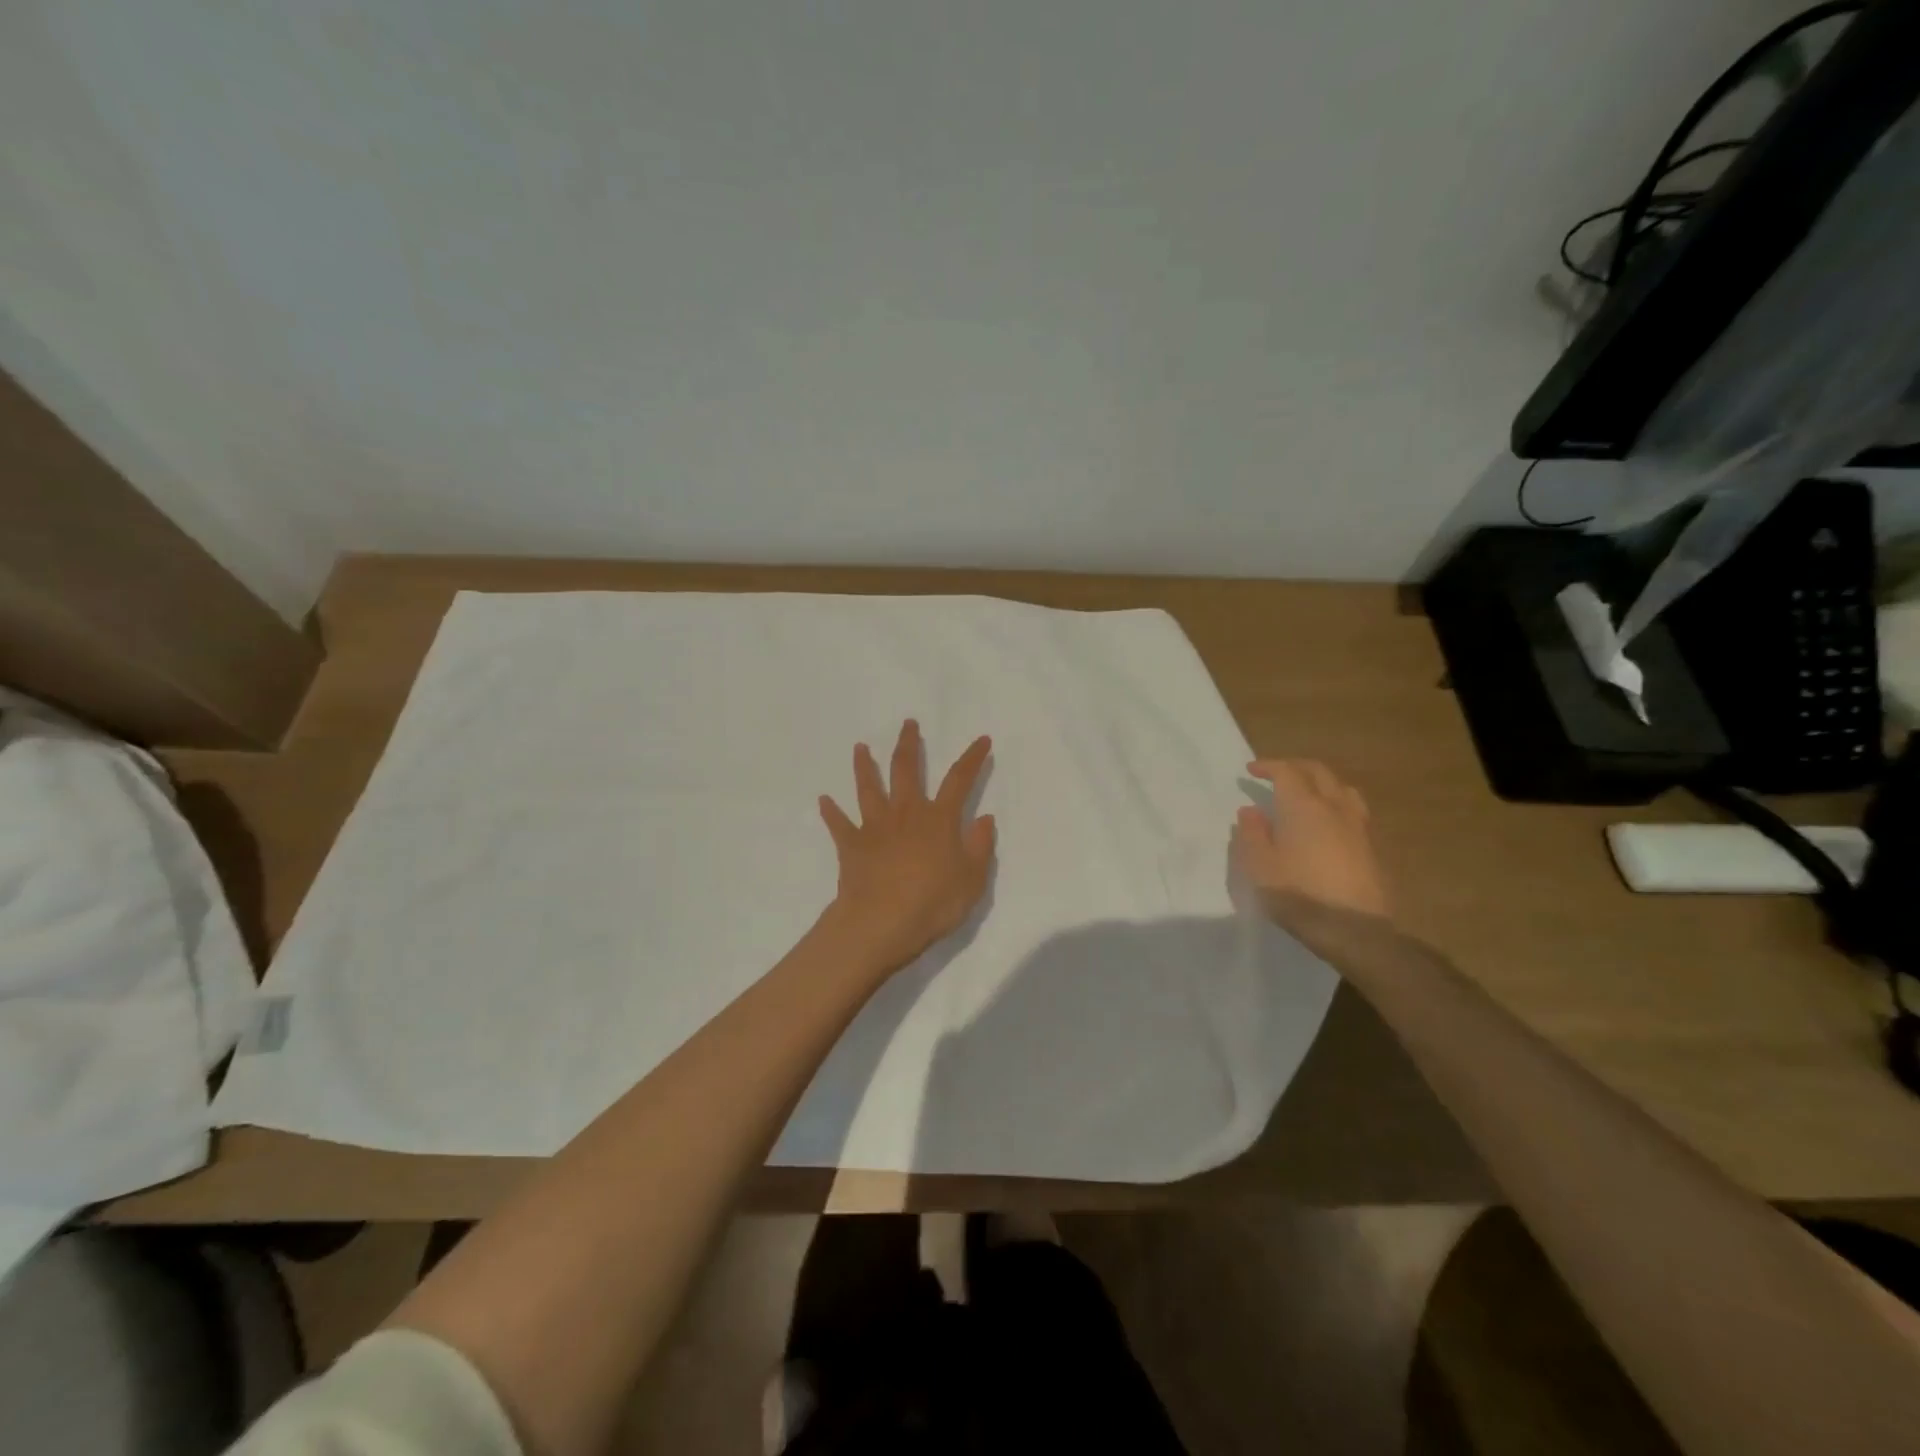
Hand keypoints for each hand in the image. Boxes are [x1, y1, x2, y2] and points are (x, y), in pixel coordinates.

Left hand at [818, 720, 995, 974]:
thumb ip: (979, 846)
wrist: (880, 923)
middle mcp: (906, 814)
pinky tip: (824, 800)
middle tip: (908, 724)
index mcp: (939, 820)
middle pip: (906, 770)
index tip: (981, 740)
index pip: (959, 780)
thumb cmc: (933, 903)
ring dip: (865, 766)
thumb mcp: (972, 880)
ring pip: (868, 788)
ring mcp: (875, 827)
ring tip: (861, 747)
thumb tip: (984, 818)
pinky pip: (838, 823)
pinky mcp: (851, 845)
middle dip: (909, 745)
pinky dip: (831, 811)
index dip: (972, 759)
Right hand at [1233, 760, 1388, 925]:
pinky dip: (1336, 802)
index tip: (1250, 770)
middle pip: (1318, 772)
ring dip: (1321, 782)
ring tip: (1307, 792)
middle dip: (1295, 766)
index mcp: (1304, 807)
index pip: (1287, 772)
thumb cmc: (1298, 894)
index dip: (1268, 766)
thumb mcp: (1260, 866)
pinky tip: (1329, 822)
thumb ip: (1252, 834)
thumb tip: (1250, 811)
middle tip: (1276, 773)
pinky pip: (1353, 809)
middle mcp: (1334, 807)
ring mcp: (1357, 826)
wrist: (1354, 930)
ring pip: (1342, 788)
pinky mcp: (1371, 846)